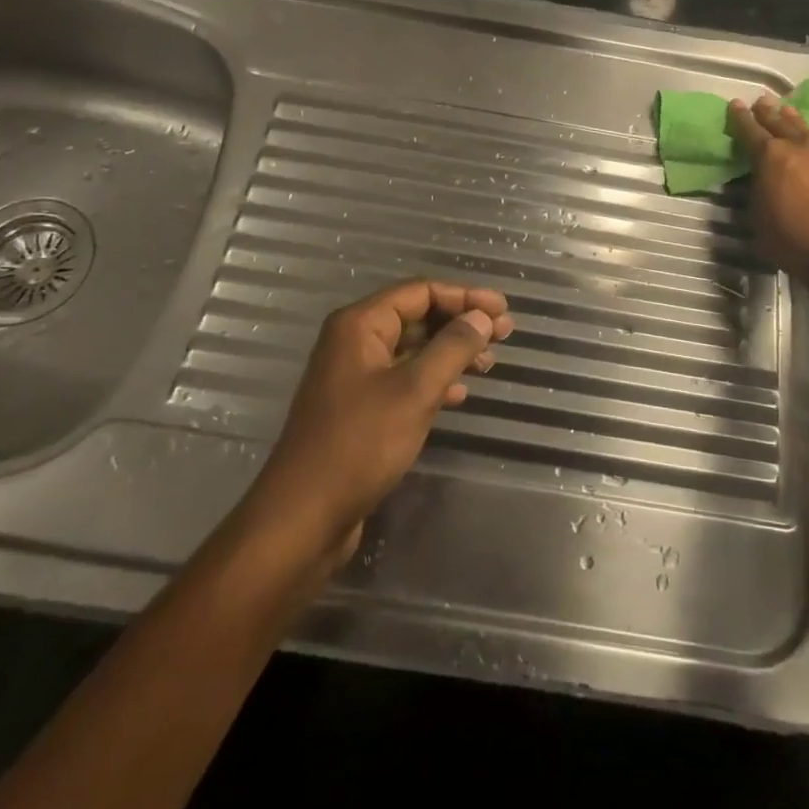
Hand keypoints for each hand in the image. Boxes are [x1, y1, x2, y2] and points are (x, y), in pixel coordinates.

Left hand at [240, 279, 514, 562]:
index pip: (420, 291)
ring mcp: (354, 376)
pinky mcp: (358, 408)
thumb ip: (452, 347)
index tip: (502, 310)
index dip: (465, 296)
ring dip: (451, 351)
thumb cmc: (360, 444)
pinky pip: (403, 379)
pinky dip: (433, 379)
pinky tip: (459, 394)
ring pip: (412, 349)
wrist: (304, 516)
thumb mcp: (415, 390)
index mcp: (360, 324)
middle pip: (416, 316)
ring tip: (488, 363)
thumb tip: (481, 316)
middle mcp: (354, 341)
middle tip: (504, 334)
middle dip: (461, 322)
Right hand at [727, 95, 808, 275]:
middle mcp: (798, 147)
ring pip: (806, 128)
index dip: (740, 118)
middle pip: (778, 122)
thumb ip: (758, 195)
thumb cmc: (794, 241)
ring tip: (787, 109)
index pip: (749, 131)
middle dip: (767, 112)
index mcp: (768, 158)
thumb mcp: (759, 220)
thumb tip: (760, 185)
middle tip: (761, 101)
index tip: (735, 104)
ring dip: (794, 118)